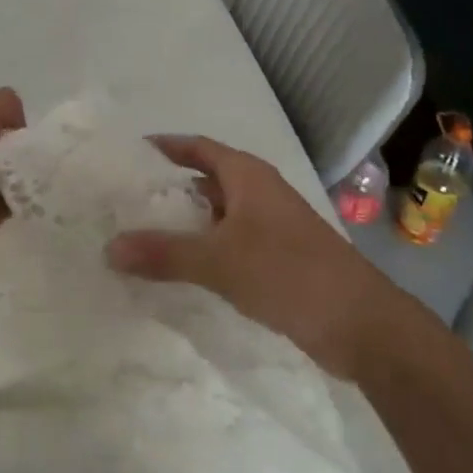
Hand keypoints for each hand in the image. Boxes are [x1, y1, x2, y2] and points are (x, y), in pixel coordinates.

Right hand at [106, 135, 401, 372]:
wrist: (363, 325)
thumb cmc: (289, 273)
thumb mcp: (220, 261)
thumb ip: (164, 254)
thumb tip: (109, 247)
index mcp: (248, 176)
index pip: (198, 147)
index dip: (167, 146)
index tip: (130, 152)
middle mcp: (260, 192)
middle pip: (207, 179)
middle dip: (171, 186)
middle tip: (127, 197)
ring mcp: (272, 226)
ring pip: (219, 214)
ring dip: (188, 221)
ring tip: (144, 232)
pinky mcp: (279, 258)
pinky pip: (231, 242)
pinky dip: (206, 248)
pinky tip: (183, 268)